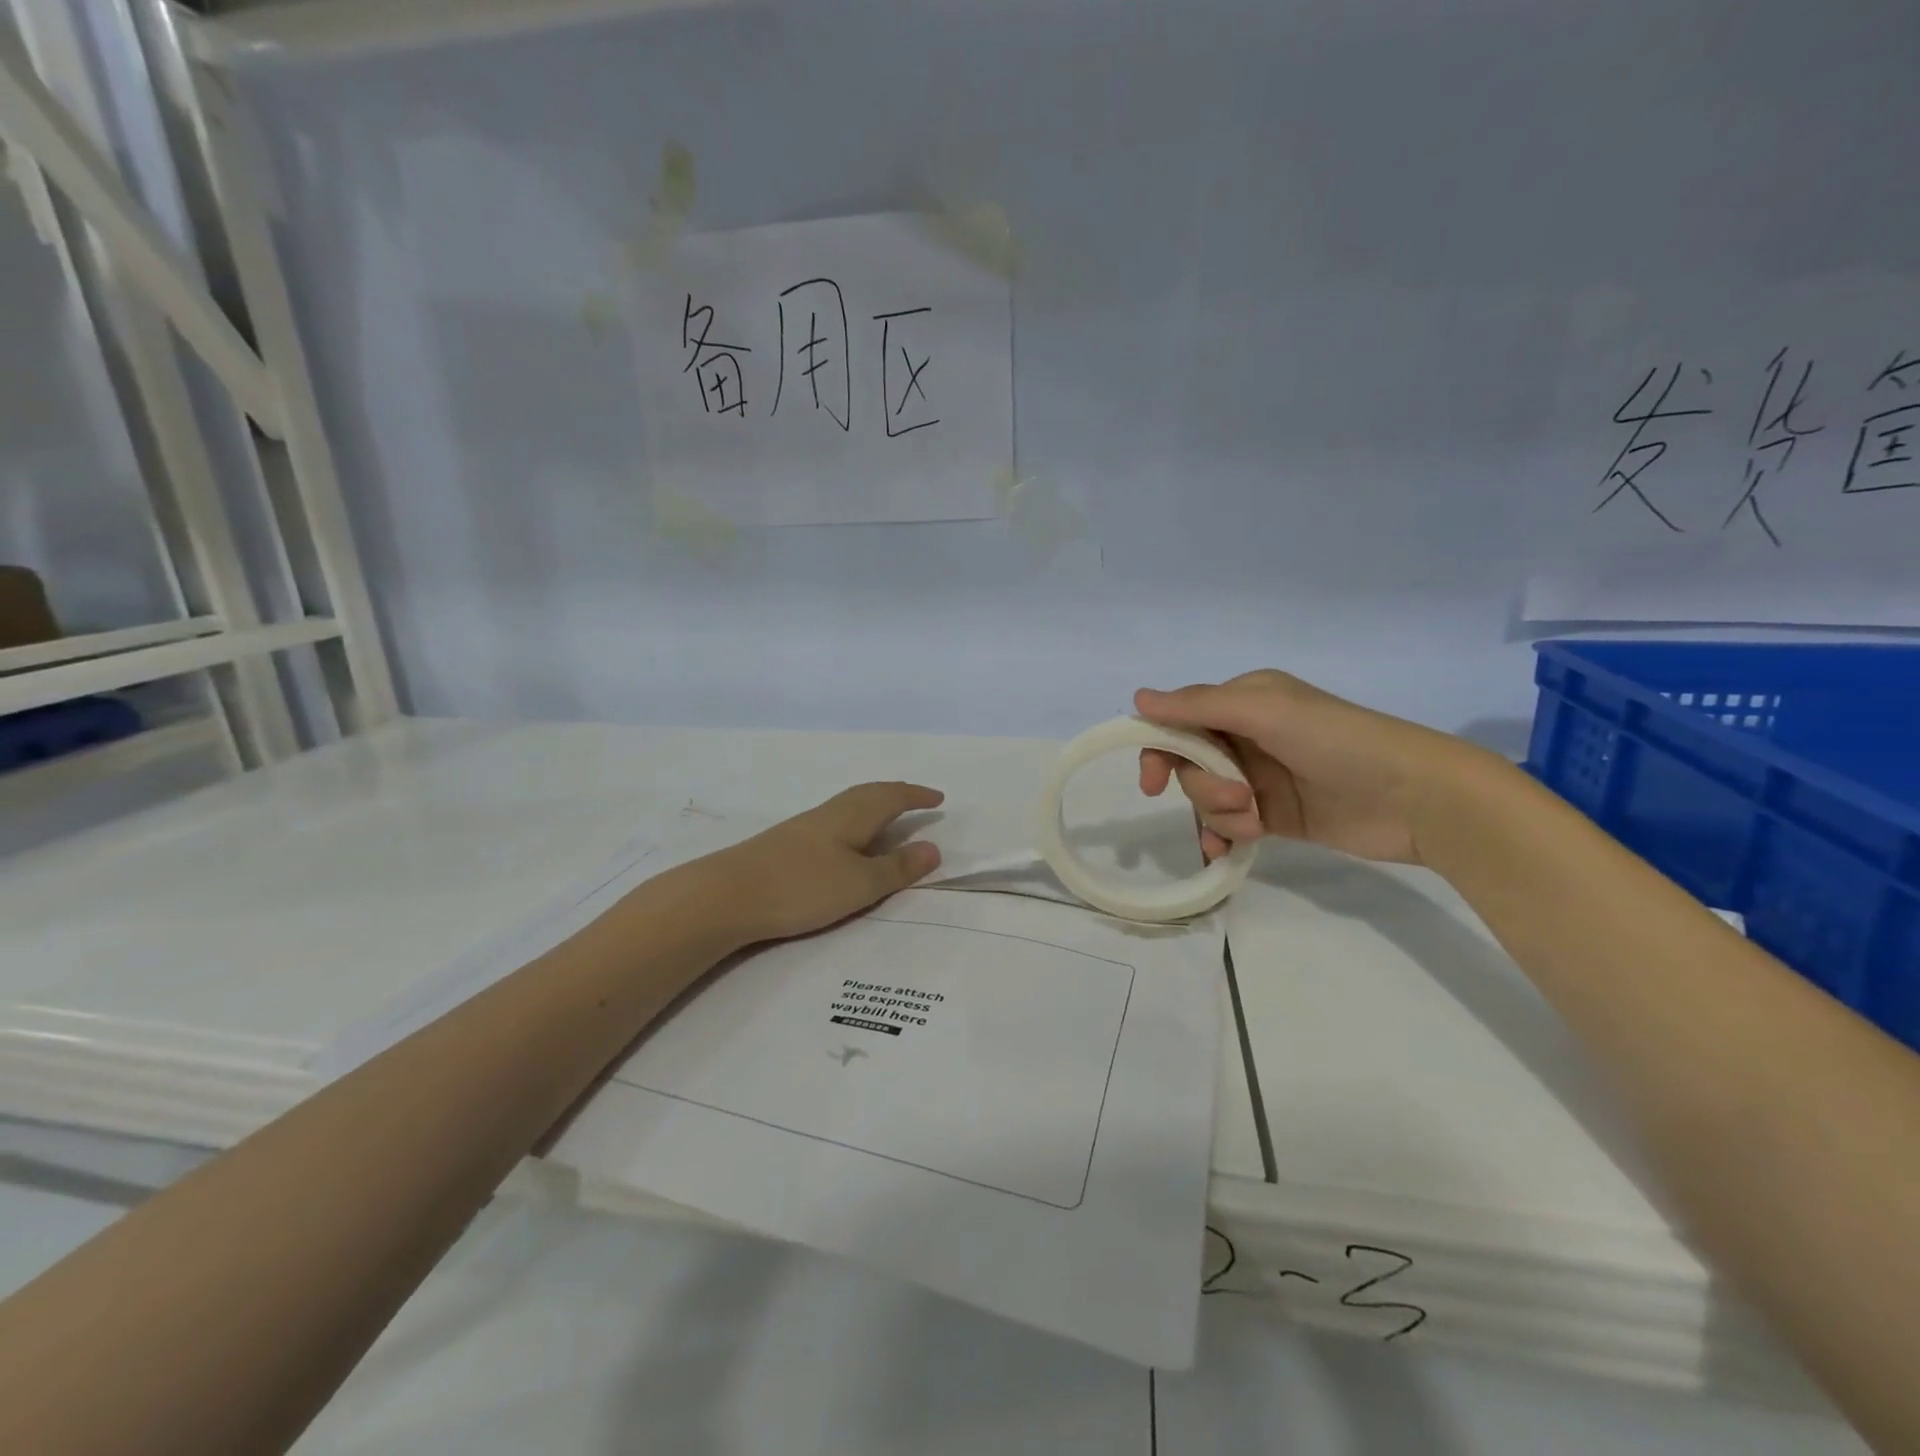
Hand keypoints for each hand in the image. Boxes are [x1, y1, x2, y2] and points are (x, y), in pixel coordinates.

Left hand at [698, 782, 944, 943]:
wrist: (725, 896)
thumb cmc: (801, 886)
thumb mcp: (859, 883)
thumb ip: (897, 867)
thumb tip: (934, 846)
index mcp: (852, 815)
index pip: (892, 796)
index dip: (917, 796)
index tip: (938, 798)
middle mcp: (829, 813)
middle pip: (869, 794)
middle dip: (896, 795)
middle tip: (916, 801)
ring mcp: (804, 827)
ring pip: (849, 808)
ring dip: (874, 809)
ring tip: (888, 822)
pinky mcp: (786, 845)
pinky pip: (834, 823)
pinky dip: (854, 826)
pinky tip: (846, 845)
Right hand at [1133, 670, 1485, 865]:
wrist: (1416, 798)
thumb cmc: (1338, 742)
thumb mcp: (1265, 713)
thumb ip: (1198, 707)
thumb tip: (1137, 698)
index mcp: (1244, 702)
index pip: (1180, 722)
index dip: (1160, 750)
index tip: (1153, 783)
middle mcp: (1247, 735)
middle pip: (1190, 765)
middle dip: (1204, 786)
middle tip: (1238, 797)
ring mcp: (1260, 777)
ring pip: (1207, 798)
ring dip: (1219, 814)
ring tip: (1255, 823)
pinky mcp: (1275, 815)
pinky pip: (1227, 825)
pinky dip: (1221, 837)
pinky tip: (1226, 852)